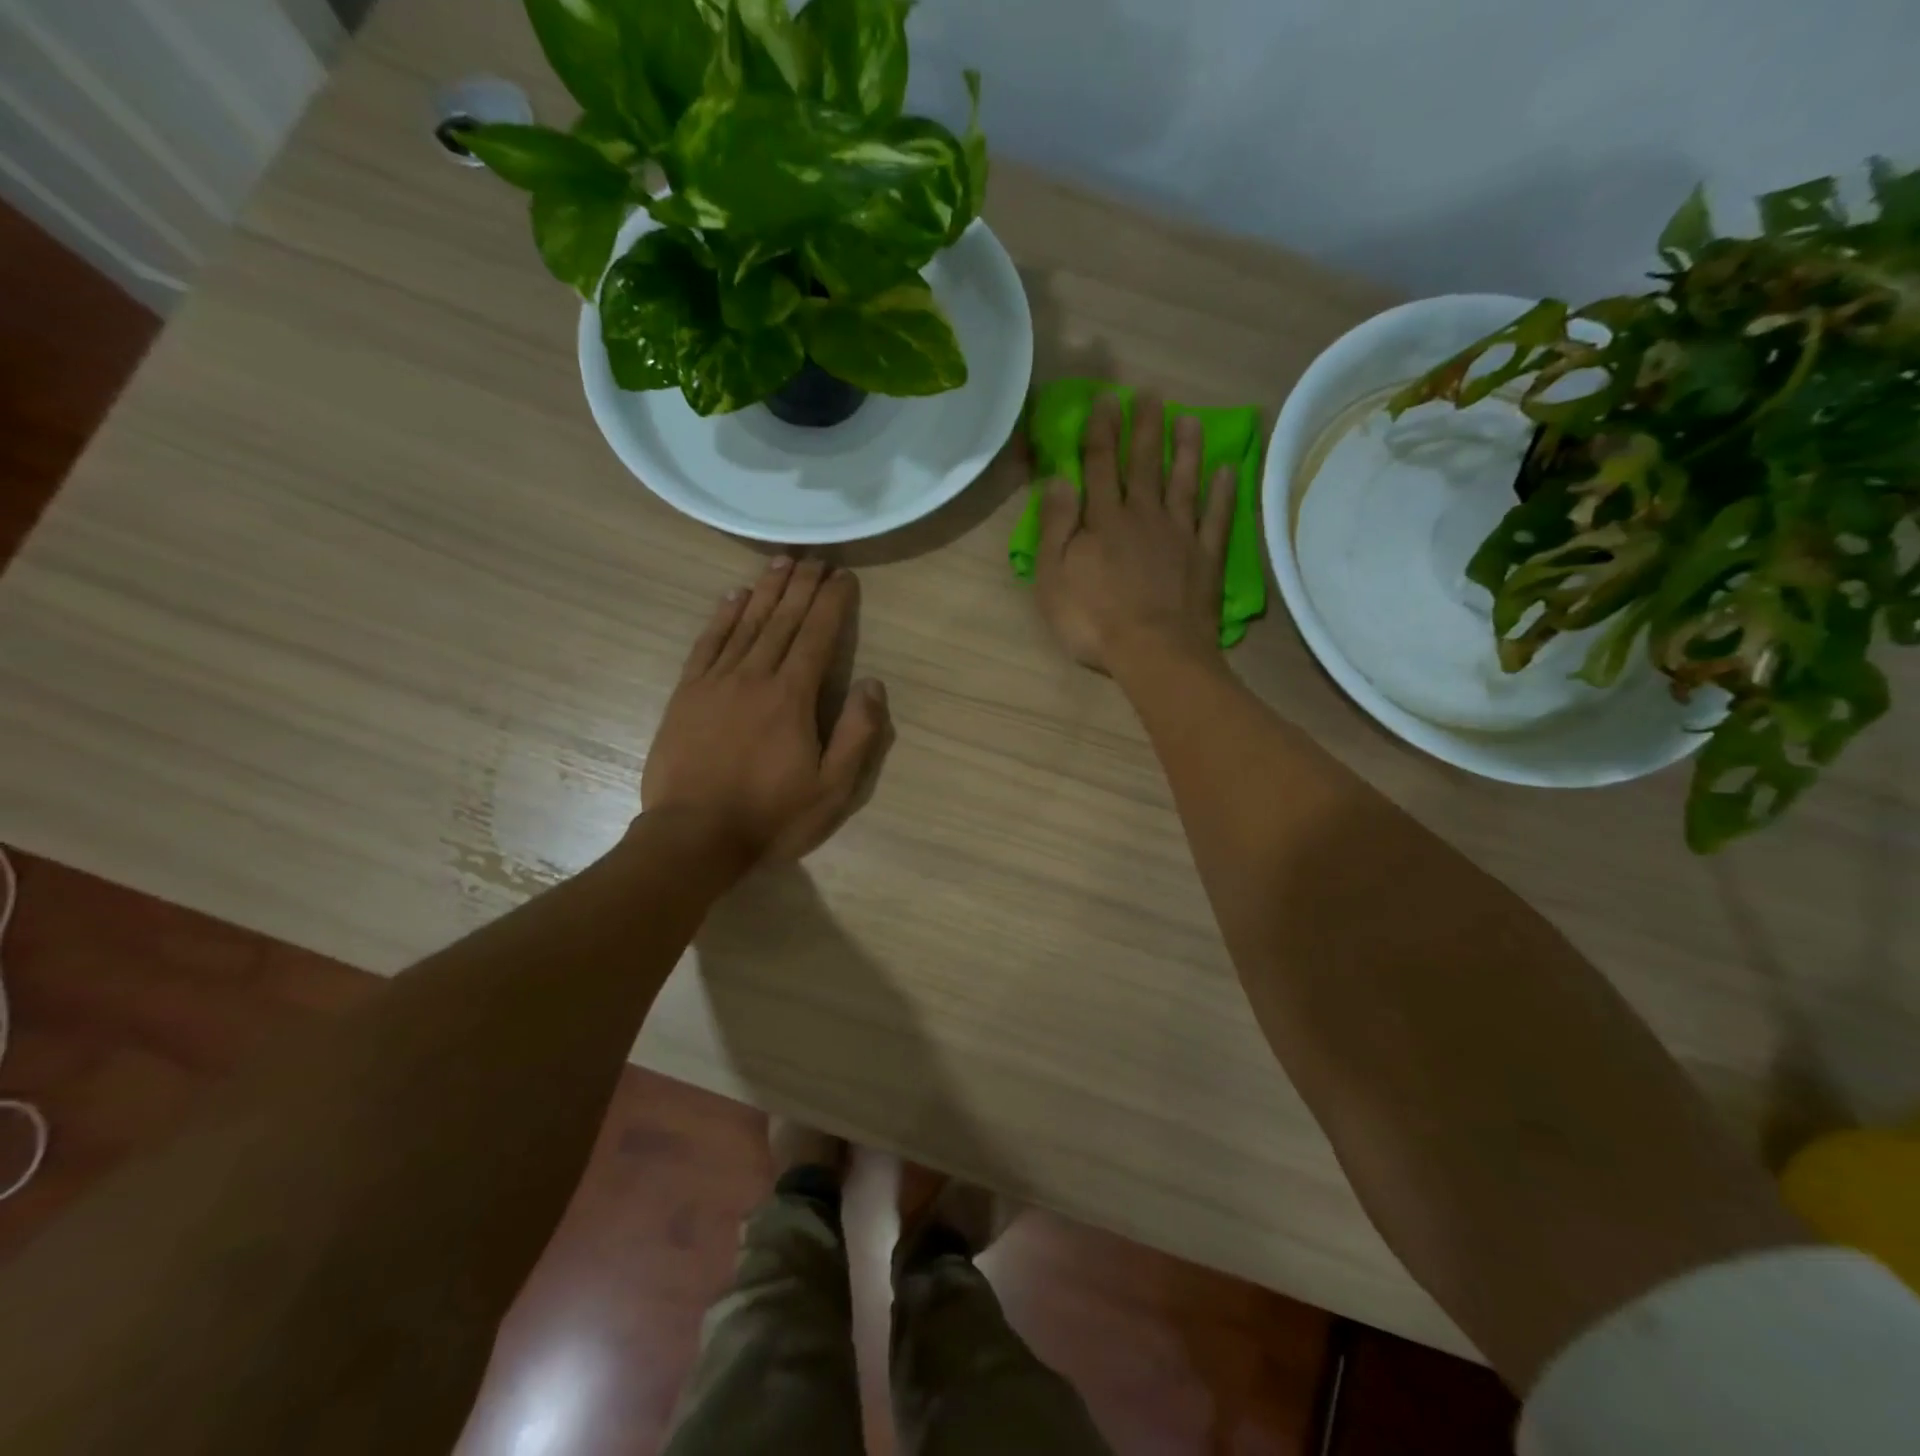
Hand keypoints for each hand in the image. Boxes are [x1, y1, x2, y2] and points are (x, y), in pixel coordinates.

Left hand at [642, 557, 893, 864]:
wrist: (693, 837)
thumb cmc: (771, 816)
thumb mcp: (832, 789)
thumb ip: (857, 734)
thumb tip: (872, 683)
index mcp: (792, 697)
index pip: (818, 636)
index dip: (832, 603)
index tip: (843, 576)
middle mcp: (754, 677)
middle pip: (782, 620)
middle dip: (802, 586)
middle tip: (815, 558)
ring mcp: (716, 682)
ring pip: (746, 623)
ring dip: (766, 590)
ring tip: (781, 562)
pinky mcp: (686, 694)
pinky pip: (707, 643)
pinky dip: (722, 616)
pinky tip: (732, 597)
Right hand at [1034, 394, 1235, 673]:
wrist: (1154, 652)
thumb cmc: (1092, 620)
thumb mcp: (1053, 577)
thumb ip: (1056, 526)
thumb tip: (1059, 479)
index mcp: (1103, 521)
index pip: (1100, 465)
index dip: (1102, 430)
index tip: (1107, 399)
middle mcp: (1143, 517)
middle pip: (1144, 465)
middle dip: (1145, 428)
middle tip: (1151, 395)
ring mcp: (1179, 535)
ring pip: (1183, 483)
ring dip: (1186, 450)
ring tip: (1190, 420)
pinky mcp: (1205, 558)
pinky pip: (1216, 518)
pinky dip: (1223, 493)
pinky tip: (1227, 471)